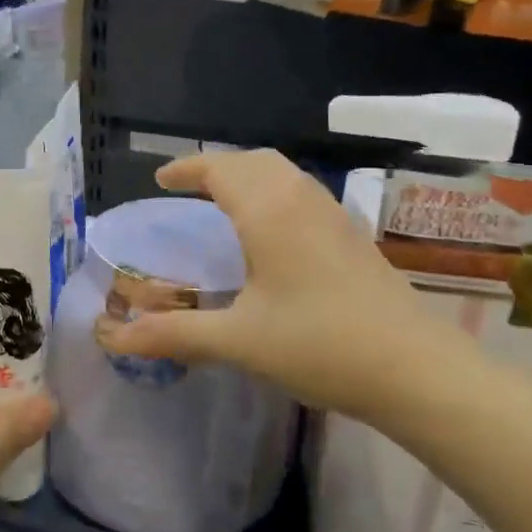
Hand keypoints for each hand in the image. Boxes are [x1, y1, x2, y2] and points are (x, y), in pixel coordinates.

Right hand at [92, 150, 461, 420]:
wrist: (417, 370)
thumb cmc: (320, 345)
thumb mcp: (238, 341)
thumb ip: (174, 334)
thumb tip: (114, 339)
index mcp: (268, 211)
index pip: (220, 169)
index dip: (187, 169)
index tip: (161, 179)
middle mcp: (300, 200)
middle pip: (254, 161)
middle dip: (217, 167)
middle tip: (188, 190)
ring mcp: (333, 215)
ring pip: (283, 173)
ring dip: (249, 176)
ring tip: (224, 204)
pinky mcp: (353, 236)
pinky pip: (302, 193)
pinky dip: (274, 193)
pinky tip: (271, 234)